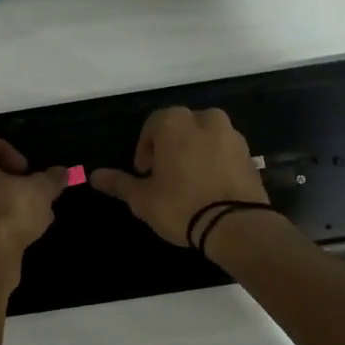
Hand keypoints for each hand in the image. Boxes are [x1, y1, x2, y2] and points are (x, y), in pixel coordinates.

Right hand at [91, 106, 267, 247]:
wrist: (237, 226)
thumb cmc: (181, 205)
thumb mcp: (143, 198)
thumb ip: (119, 183)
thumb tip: (94, 176)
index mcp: (175, 122)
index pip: (152, 125)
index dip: (145, 150)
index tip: (145, 173)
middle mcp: (205, 119)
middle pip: (180, 128)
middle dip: (170, 147)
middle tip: (165, 177)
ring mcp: (231, 135)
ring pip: (204, 137)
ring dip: (194, 153)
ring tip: (189, 183)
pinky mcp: (249, 154)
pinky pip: (224, 152)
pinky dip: (215, 162)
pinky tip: (210, 188)